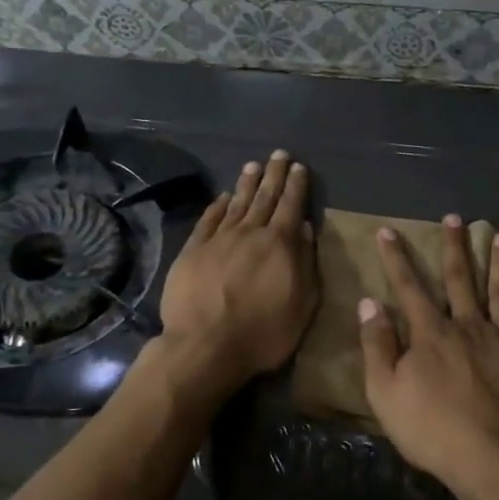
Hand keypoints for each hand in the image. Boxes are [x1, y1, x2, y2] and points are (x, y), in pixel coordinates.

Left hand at [156, 150, 317, 398]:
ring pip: (236, 203)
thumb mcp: (302, 304)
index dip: (296, 185)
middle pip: (264, 197)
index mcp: (279, 244)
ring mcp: (218, 239)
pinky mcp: (193, 250)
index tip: (299, 166)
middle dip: (273, 175)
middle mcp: (249, 233)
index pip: (291, 206)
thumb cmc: (263, 333)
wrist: (205, 346)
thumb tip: (305, 227)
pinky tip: (223, 196)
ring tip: (253, 165)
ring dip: (246, 183)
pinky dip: (217, 205)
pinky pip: (208, 220)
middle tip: (278, 154)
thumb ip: (305, 262)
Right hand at [359, 216, 498, 497]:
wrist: (497, 460)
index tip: (388, 231)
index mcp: (431, 333)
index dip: (396, 258)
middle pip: (461, 279)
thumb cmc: (434, 431)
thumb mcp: (386, 394)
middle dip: (455, 247)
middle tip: (456, 218)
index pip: (409, 287)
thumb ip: (377, 346)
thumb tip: (369, 304)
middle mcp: (469, 325)